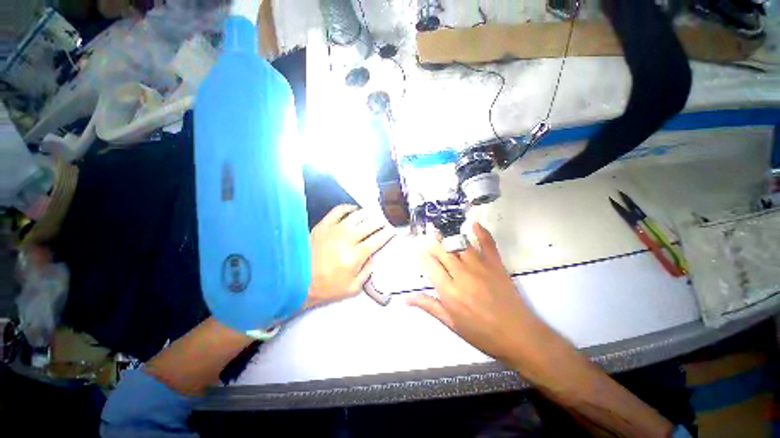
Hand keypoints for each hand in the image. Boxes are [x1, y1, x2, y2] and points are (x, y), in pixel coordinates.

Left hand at [307, 205, 395, 307]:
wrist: (297, 281)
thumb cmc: (327, 287)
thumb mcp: (352, 288)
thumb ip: (367, 271)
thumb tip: (375, 256)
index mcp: (356, 256)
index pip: (378, 239)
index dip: (388, 234)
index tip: (393, 231)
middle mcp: (347, 239)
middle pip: (371, 224)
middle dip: (382, 222)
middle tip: (385, 222)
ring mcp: (334, 229)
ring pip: (357, 215)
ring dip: (369, 214)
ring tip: (373, 215)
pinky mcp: (323, 225)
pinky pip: (338, 210)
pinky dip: (348, 208)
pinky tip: (354, 210)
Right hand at [409, 222, 538, 363]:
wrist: (518, 336)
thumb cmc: (481, 333)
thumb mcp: (452, 324)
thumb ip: (429, 306)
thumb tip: (407, 298)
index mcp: (449, 291)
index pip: (430, 265)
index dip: (422, 255)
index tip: (418, 249)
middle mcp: (462, 274)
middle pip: (442, 252)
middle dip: (433, 243)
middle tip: (427, 236)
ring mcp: (480, 267)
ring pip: (459, 245)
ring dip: (448, 236)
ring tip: (440, 230)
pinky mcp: (495, 264)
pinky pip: (487, 243)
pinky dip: (481, 232)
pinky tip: (474, 224)